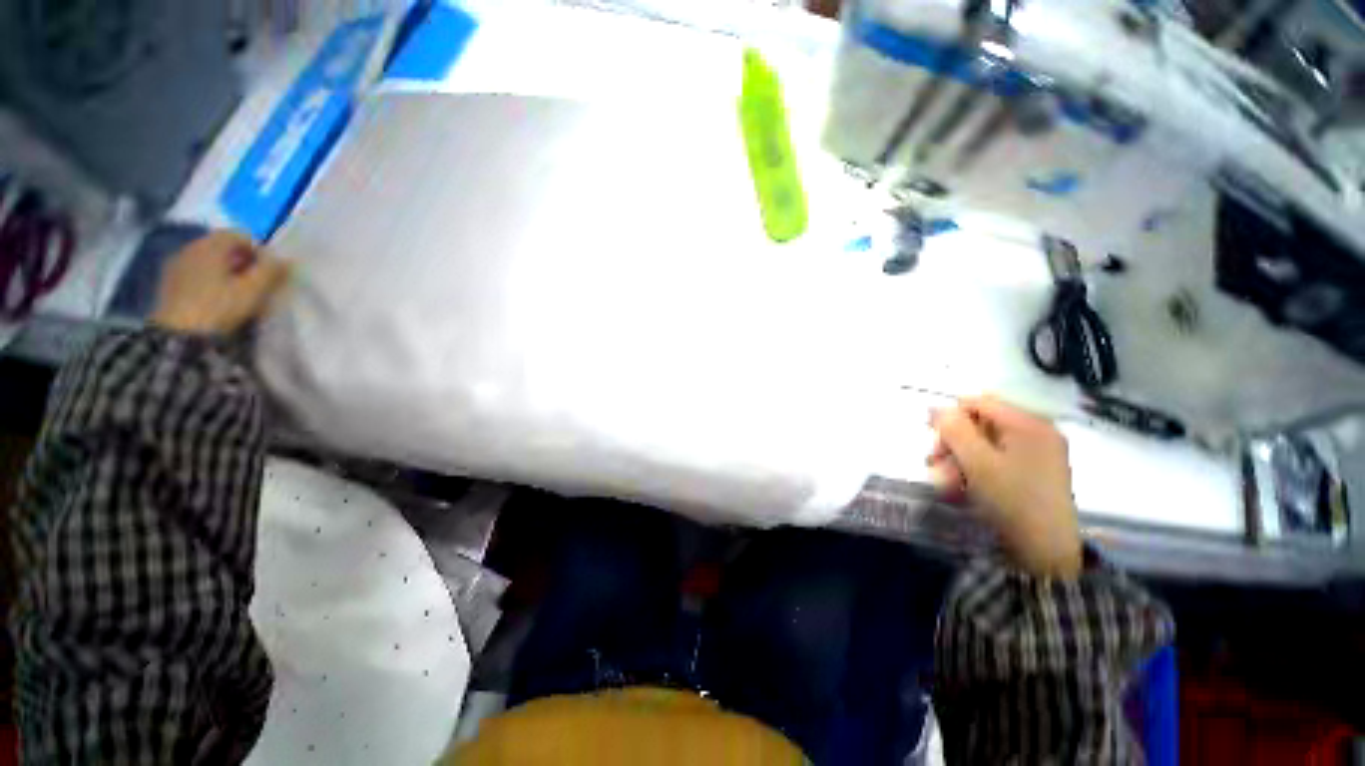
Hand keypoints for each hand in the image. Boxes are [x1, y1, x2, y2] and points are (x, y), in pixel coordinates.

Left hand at [152, 230, 288, 335]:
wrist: (177, 336)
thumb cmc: (219, 308)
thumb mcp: (253, 290)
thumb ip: (271, 271)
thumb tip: (286, 259)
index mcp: (211, 245)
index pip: (240, 235)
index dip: (259, 250)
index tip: (268, 271)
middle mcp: (191, 247)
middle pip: (222, 246)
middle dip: (241, 261)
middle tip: (254, 282)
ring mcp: (176, 264)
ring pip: (208, 259)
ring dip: (224, 270)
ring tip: (235, 292)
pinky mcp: (168, 282)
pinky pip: (194, 271)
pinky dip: (207, 279)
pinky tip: (214, 297)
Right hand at [929, 395, 1081, 578]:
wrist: (1045, 550)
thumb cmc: (1011, 499)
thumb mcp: (976, 462)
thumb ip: (954, 429)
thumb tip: (936, 408)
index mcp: (1028, 423)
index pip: (977, 403)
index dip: (950, 418)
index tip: (935, 445)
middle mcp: (1036, 431)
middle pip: (980, 422)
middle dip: (953, 442)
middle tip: (937, 465)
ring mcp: (1039, 452)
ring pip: (985, 442)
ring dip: (960, 458)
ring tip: (948, 482)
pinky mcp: (1036, 470)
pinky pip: (997, 457)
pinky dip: (976, 468)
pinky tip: (963, 486)